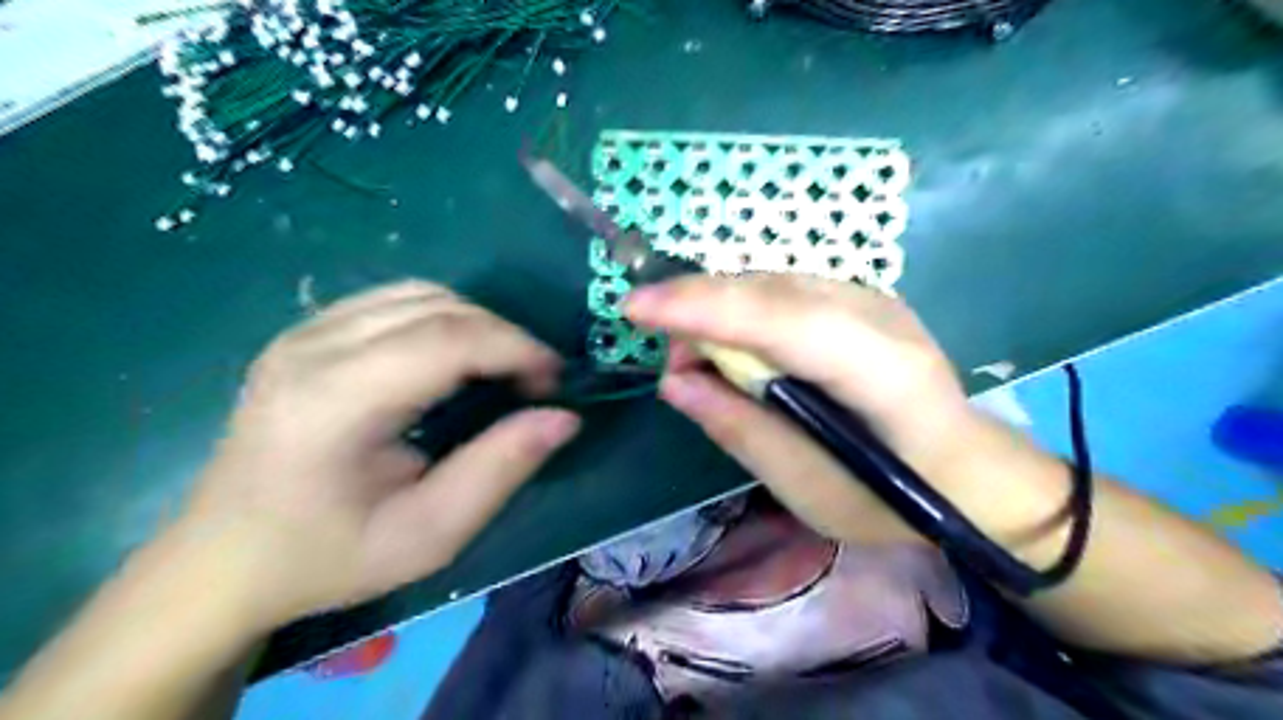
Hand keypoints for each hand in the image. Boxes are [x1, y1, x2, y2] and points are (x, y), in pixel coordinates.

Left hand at [171, 282, 580, 629]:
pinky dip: (444, 319)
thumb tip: (563, 418)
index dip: (517, 348)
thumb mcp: (429, 535)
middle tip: (536, 382)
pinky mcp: (306, 332)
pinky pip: (394, 300)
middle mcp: (313, 348)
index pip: (447, 339)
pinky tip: (454, 359)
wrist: (225, 560)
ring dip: (477, 324)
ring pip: (419, 293)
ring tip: (501, 369)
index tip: (555, 381)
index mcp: (334, 402)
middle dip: (505, 335)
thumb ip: (500, 469)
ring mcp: (303, 333)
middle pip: (438, 307)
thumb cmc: (328, 557)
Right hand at [627, 274, 979, 543]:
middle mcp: (880, 315)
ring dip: (718, 309)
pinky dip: (743, 311)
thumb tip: (674, 383)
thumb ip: (740, 429)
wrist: (971, 471)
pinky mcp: (863, 299)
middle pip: (770, 290)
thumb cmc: (893, 499)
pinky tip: (734, 345)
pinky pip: (784, 290)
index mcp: (881, 371)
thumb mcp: (809, 488)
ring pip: (772, 282)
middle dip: (699, 309)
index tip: (634, 307)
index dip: (703, 307)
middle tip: (670, 362)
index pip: (781, 320)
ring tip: (697, 360)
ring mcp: (874, 298)